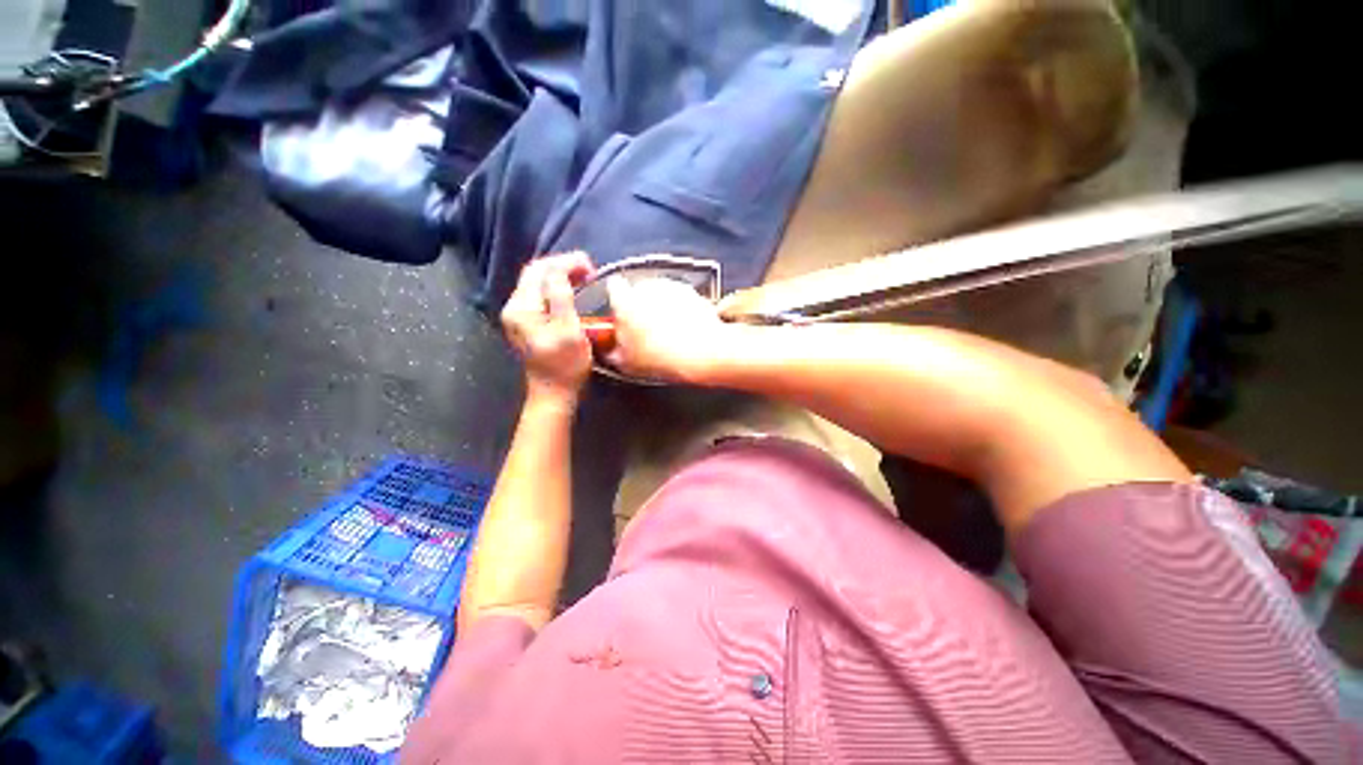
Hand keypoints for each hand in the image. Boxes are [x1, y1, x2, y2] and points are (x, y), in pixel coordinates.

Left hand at [501, 252, 596, 406]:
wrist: (554, 393)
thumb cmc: (565, 365)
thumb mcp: (568, 330)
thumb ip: (561, 296)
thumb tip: (561, 269)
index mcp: (522, 308)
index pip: (540, 270)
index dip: (566, 262)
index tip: (591, 267)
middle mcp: (515, 307)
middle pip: (536, 273)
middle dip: (563, 266)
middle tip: (590, 270)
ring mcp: (520, 315)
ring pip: (539, 283)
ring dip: (561, 275)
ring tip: (585, 277)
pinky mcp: (528, 322)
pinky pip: (542, 295)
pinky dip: (558, 288)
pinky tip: (573, 291)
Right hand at [605, 276, 726, 382]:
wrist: (699, 353)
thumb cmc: (662, 357)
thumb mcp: (626, 363)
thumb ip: (612, 351)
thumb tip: (611, 350)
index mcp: (624, 301)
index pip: (614, 288)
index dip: (617, 301)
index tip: (621, 314)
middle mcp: (647, 287)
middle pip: (639, 291)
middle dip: (641, 306)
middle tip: (645, 330)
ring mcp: (672, 288)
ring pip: (661, 294)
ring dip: (662, 307)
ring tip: (667, 334)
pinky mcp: (693, 293)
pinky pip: (682, 299)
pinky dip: (682, 310)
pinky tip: (684, 331)